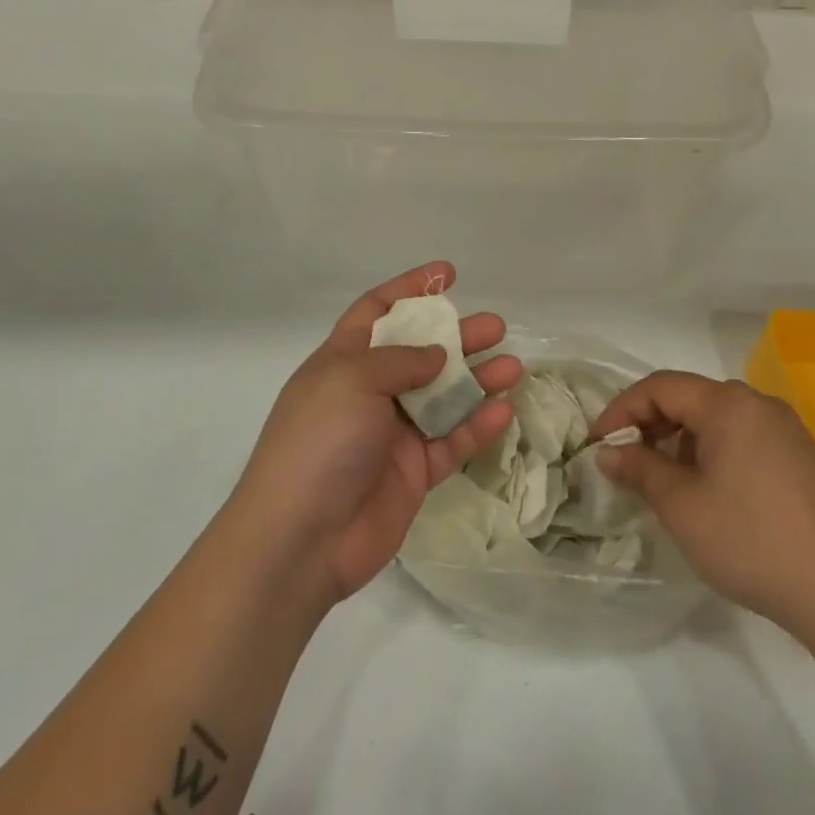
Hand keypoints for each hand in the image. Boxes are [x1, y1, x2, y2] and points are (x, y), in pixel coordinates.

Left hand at [225, 263, 521, 607]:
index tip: (448, 275)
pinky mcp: (415, 472)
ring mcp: (394, 433)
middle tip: (495, 326)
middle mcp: (370, 392)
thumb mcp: (352, 380)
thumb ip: (401, 360)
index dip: (410, 288)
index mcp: (344, 362)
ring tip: (513, 366)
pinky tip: (502, 410)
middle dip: (458, 336)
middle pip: (421, 352)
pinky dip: (477, 425)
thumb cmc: (319, 442)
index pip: (378, 311)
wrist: (301, 540)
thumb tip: (438, 355)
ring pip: (444, 396)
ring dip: (478, 379)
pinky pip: (452, 440)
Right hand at [591, 372, 814, 641]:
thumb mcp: (682, 506)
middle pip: (690, 398)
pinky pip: (742, 439)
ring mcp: (785, 430)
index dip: (622, 410)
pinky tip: (708, 494)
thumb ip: (640, 469)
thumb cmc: (752, 542)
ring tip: (664, 484)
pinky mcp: (801, 458)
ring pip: (716, 420)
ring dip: (681, 442)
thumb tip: (609, 453)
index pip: (660, 387)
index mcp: (729, 403)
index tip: (598, 444)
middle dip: (651, 426)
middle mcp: (758, 404)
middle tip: (626, 464)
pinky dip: (712, 454)